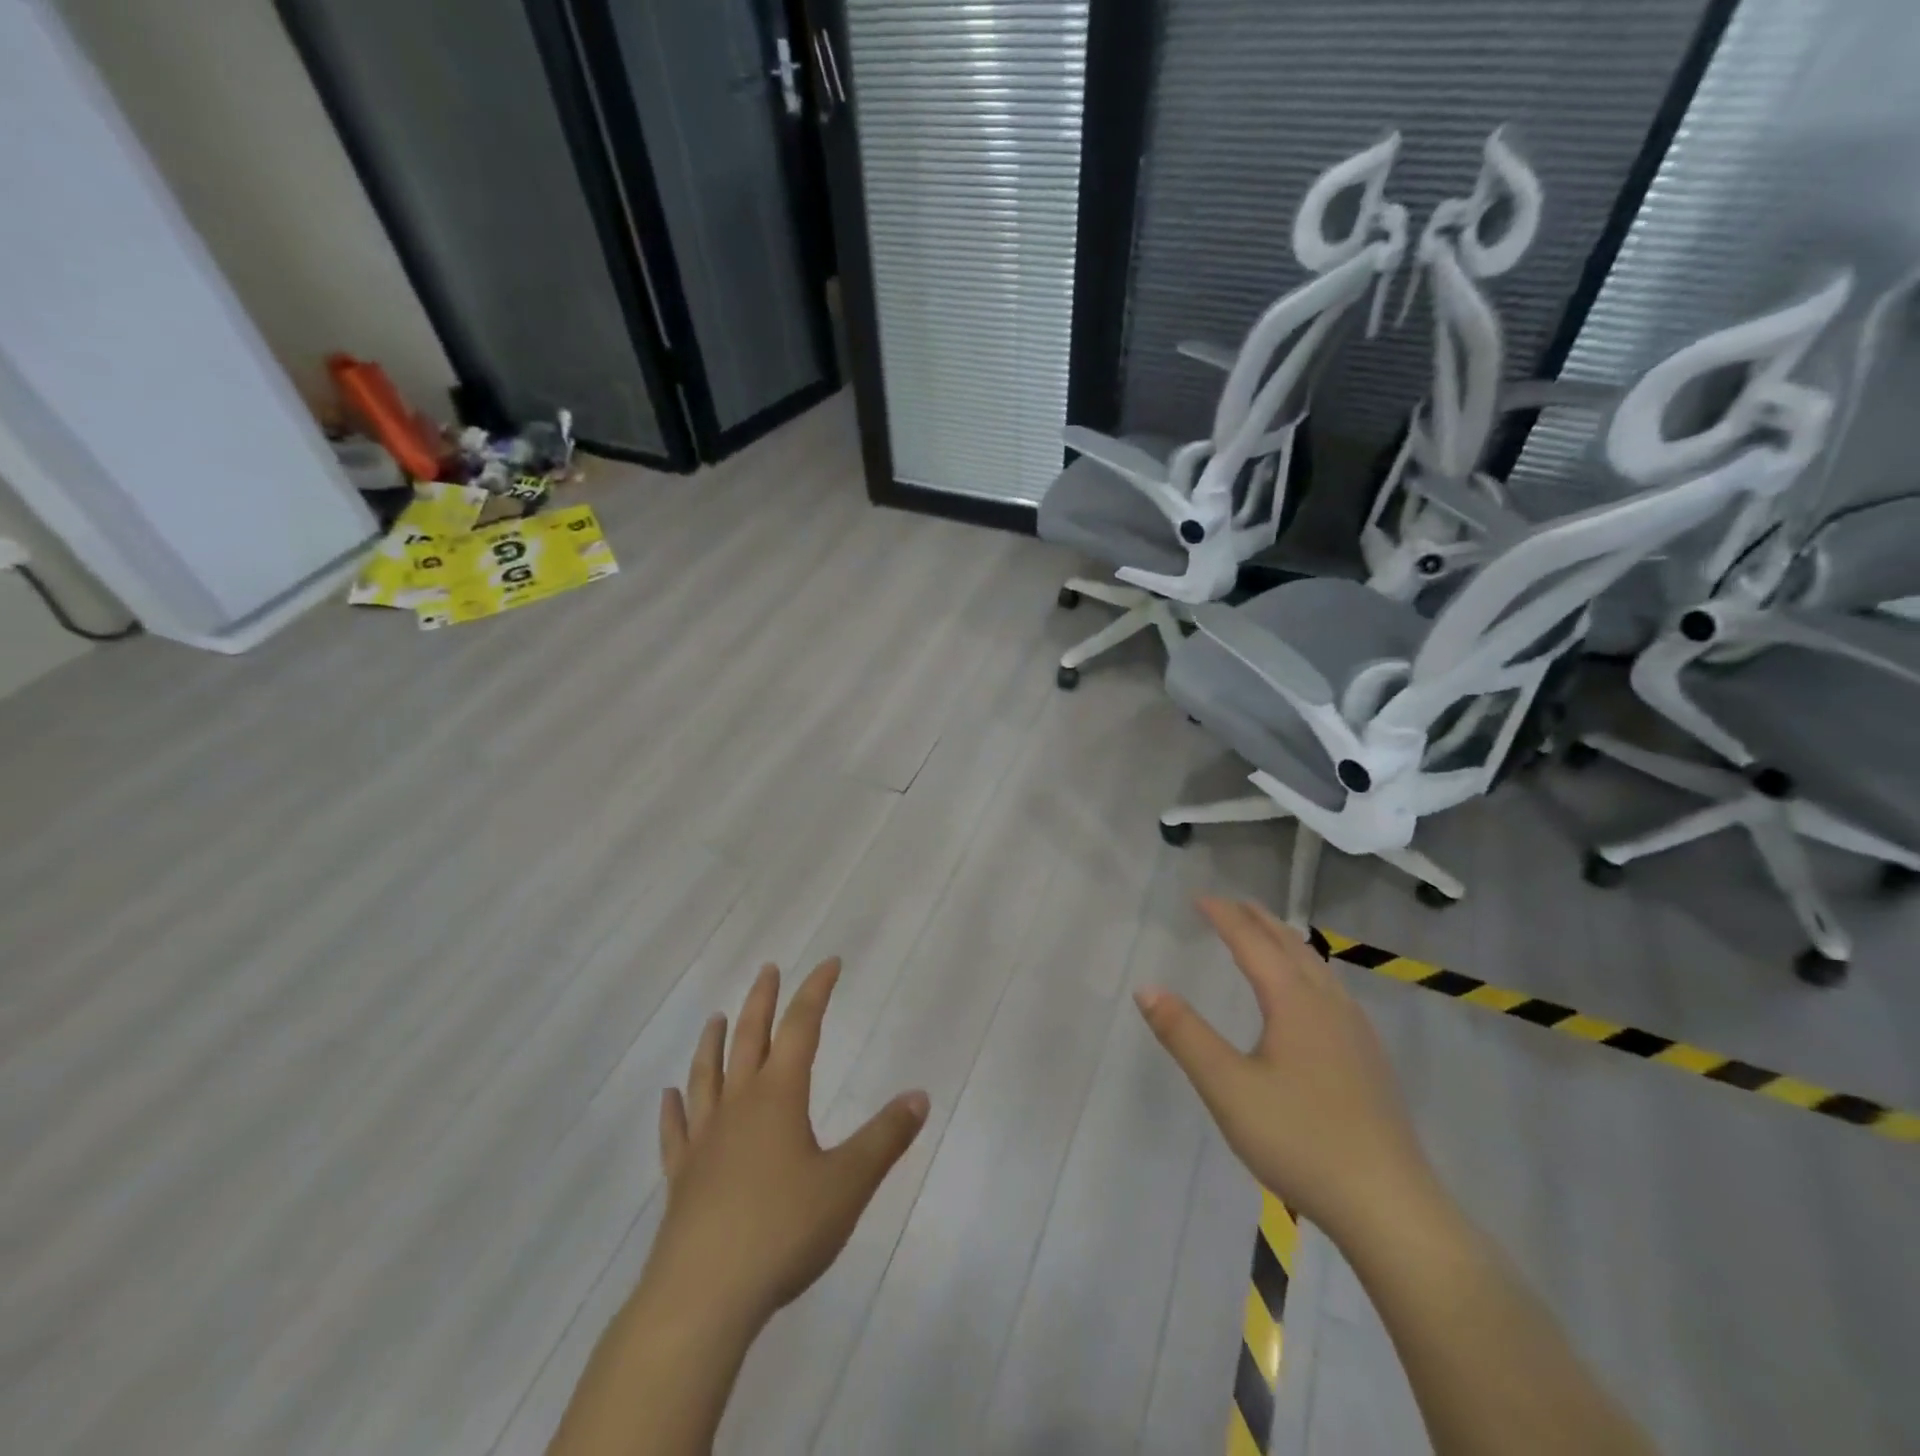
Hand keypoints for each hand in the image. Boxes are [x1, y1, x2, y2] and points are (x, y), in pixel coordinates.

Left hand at [642, 958, 928, 1332]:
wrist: (703, 1297)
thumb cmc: (783, 1230)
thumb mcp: (849, 1183)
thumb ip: (886, 1137)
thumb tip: (920, 1095)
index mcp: (779, 1096)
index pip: (801, 1027)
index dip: (816, 991)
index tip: (830, 962)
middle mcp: (738, 1105)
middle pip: (749, 1038)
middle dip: (762, 1000)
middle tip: (767, 969)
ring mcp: (704, 1141)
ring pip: (707, 1076)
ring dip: (714, 1043)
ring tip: (717, 1018)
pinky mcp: (681, 1179)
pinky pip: (675, 1132)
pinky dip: (673, 1110)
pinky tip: (669, 1097)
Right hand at [1135, 898, 1433, 1234]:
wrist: (1390, 1208)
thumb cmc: (1300, 1140)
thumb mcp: (1227, 1088)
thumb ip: (1184, 1035)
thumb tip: (1146, 987)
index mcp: (1295, 1003)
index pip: (1253, 944)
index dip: (1225, 917)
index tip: (1199, 898)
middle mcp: (1329, 1005)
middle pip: (1291, 947)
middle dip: (1259, 920)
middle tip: (1232, 904)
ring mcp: (1356, 1033)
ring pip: (1317, 968)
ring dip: (1286, 943)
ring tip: (1266, 935)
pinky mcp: (1369, 1060)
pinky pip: (1331, 991)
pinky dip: (1306, 970)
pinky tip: (1308, 996)